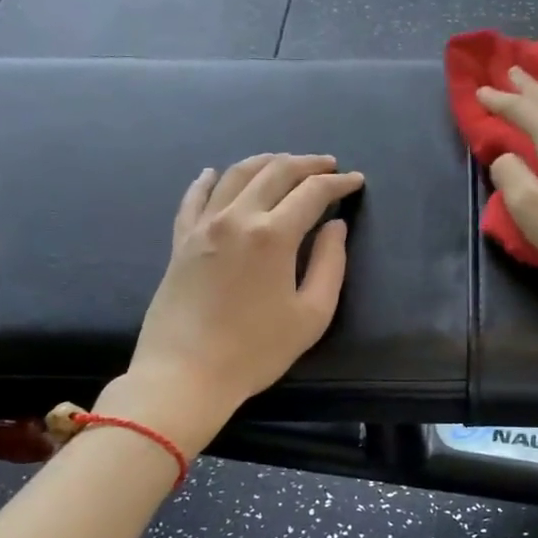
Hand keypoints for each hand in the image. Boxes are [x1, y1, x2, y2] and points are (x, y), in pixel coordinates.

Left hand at [103, 154, 362, 455]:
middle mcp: (237, 217)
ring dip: (265, 162)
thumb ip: (329, 264)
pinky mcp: (181, 241)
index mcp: (273, 235)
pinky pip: (194, 198)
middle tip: (328, 165)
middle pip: (275, 172)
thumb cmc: (255, 351)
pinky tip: (215, 173)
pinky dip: (209, 180)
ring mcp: (204, 226)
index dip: (338, 183)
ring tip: (284, 162)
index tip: (355, 181)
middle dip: (307, 164)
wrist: (185, 375)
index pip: (312, 192)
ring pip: (236, 175)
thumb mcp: (311, 315)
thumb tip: (335, 227)